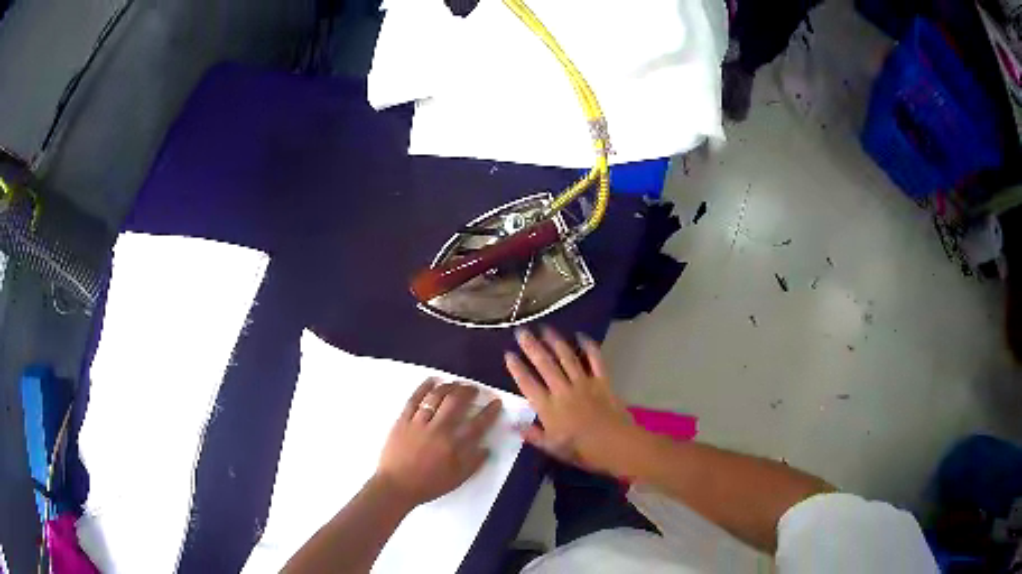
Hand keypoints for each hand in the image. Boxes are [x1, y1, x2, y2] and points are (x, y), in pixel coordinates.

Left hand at [376, 380, 501, 506]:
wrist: (396, 486)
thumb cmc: (428, 484)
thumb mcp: (457, 479)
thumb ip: (473, 463)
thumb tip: (486, 448)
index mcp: (453, 445)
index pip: (477, 424)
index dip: (489, 412)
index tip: (496, 402)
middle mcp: (438, 429)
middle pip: (455, 403)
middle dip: (467, 392)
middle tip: (474, 389)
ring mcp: (419, 423)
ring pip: (435, 397)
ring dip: (448, 387)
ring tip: (456, 383)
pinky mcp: (403, 420)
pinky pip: (414, 400)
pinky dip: (424, 388)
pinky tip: (432, 381)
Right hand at [504, 327, 637, 474]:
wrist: (615, 445)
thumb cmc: (582, 450)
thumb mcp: (553, 448)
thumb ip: (533, 435)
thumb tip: (512, 425)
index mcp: (548, 408)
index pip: (528, 384)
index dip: (517, 368)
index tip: (508, 354)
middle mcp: (563, 390)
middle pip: (544, 365)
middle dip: (531, 347)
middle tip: (521, 331)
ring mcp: (583, 383)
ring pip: (566, 358)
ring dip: (555, 342)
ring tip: (545, 328)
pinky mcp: (602, 381)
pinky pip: (595, 360)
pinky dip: (589, 347)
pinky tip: (581, 336)